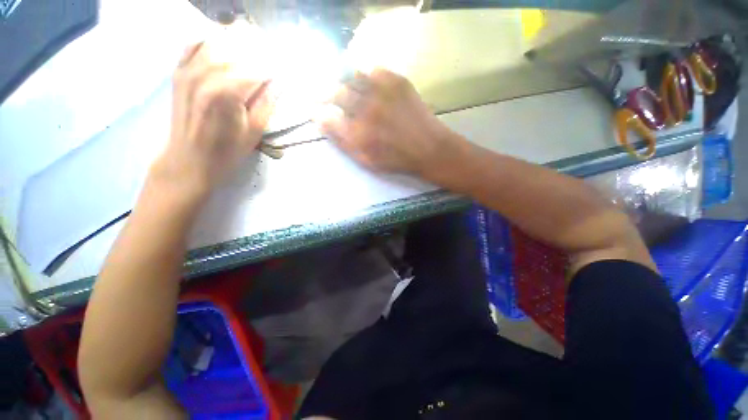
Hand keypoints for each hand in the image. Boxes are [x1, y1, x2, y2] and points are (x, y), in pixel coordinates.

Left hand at [152, 28, 273, 196]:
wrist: (189, 159)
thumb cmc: (227, 151)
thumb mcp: (255, 132)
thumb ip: (267, 103)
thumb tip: (277, 82)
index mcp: (229, 92)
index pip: (258, 67)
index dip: (275, 66)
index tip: (285, 70)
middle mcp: (207, 73)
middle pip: (239, 46)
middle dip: (260, 49)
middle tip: (272, 59)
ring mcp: (189, 69)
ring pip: (217, 39)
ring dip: (239, 40)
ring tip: (253, 49)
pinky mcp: (179, 72)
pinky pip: (194, 42)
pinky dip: (212, 39)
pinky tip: (224, 46)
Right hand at [315, 69, 455, 174]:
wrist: (428, 149)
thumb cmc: (396, 160)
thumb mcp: (366, 161)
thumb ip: (342, 143)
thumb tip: (322, 123)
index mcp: (357, 134)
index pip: (326, 116)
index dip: (318, 112)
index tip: (317, 111)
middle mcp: (366, 110)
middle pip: (336, 92)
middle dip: (328, 94)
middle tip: (330, 98)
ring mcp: (382, 93)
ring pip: (352, 77)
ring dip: (346, 82)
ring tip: (349, 90)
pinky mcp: (398, 82)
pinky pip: (374, 70)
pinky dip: (367, 76)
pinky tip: (370, 86)